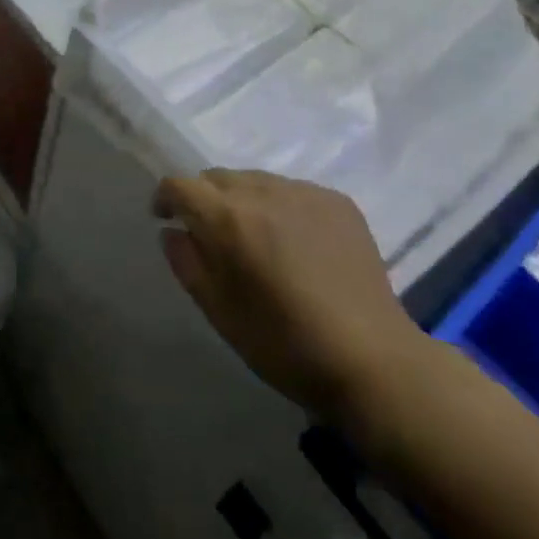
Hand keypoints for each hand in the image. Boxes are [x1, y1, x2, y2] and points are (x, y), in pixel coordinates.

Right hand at [155, 170, 431, 427]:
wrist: (373, 361)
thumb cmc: (284, 345)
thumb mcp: (220, 313)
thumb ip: (187, 264)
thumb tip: (173, 232)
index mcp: (229, 219)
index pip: (180, 185)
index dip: (166, 198)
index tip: (165, 218)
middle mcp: (264, 192)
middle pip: (217, 177)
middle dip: (205, 199)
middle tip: (212, 236)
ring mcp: (304, 193)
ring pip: (256, 181)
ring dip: (244, 201)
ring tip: (258, 240)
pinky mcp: (338, 202)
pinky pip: (293, 192)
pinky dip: (282, 208)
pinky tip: (297, 245)